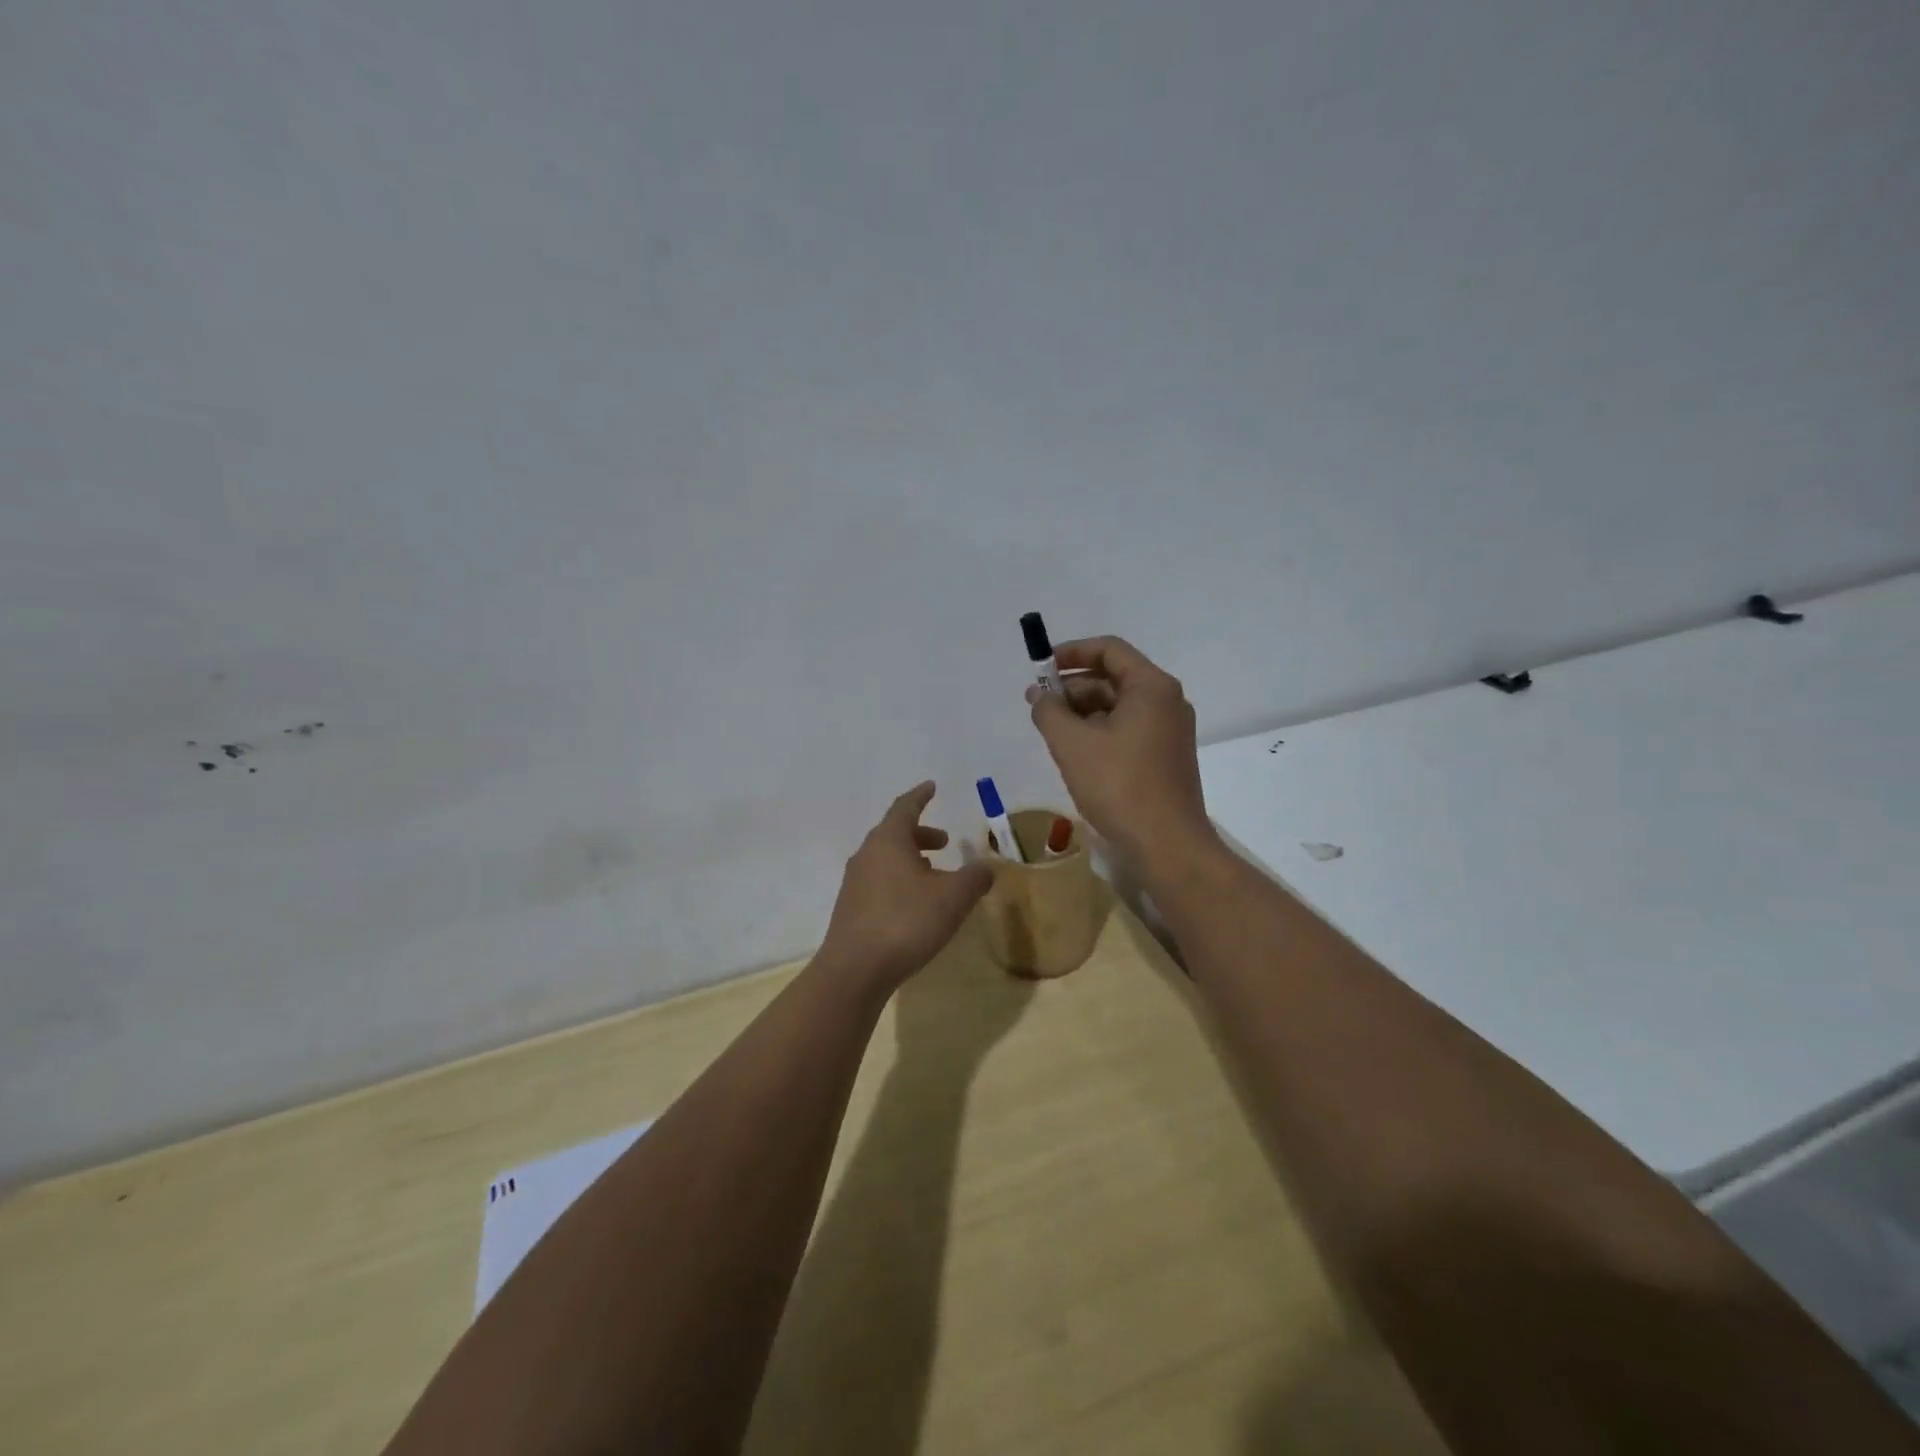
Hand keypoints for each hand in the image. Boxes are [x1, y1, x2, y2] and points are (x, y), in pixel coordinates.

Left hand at [817, 782, 994, 994]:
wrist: (855, 969)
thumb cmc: (906, 921)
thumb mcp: (953, 898)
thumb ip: (974, 878)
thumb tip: (987, 867)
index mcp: (888, 840)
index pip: (905, 807)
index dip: (920, 796)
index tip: (932, 787)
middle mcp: (867, 854)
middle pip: (894, 834)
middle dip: (921, 834)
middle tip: (945, 842)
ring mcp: (854, 882)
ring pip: (886, 859)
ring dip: (911, 860)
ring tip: (935, 875)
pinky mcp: (851, 909)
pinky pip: (879, 882)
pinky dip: (900, 881)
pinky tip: (915, 904)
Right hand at [1026, 636, 1216, 866]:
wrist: (1167, 844)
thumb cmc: (1119, 785)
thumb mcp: (1072, 744)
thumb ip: (1049, 711)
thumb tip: (1040, 695)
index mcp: (1152, 686)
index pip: (1109, 649)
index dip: (1071, 652)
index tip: (1041, 668)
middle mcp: (1167, 701)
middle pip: (1114, 678)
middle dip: (1073, 687)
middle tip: (1039, 705)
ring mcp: (1170, 732)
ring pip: (1120, 707)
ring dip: (1084, 712)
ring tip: (1051, 732)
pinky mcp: (1167, 758)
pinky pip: (1129, 730)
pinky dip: (1100, 732)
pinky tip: (1076, 752)